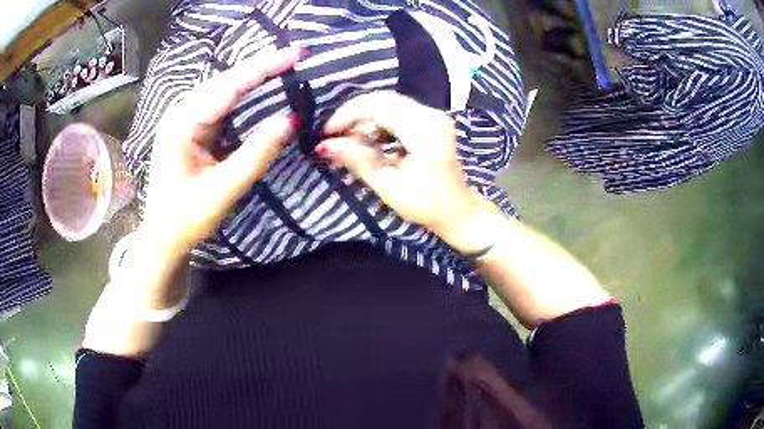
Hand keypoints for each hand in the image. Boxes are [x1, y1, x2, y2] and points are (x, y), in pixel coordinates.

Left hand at [142, 45, 299, 257]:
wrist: (162, 238)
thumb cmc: (185, 219)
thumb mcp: (221, 191)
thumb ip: (255, 155)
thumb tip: (290, 120)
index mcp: (182, 124)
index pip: (228, 87)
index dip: (264, 67)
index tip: (295, 53)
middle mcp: (181, 114)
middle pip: (226, 81)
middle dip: (261, 67)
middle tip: (295, 56)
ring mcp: (185, 120)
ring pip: (224, 90)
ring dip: (254, 79)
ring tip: (284, 66)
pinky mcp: (192, 130)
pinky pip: (222, 106)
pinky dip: (244, 97)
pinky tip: (262, 90)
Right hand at [318, 92, 495, 249]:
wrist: (458, 210)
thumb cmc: (427, 204)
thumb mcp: (389, 185)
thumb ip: (358, 160)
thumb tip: (324, 146)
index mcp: (424, 127)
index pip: (377, 107)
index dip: (347, 116)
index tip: (326, 133)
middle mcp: (430, 113)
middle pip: (382, 100)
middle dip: (353, 115)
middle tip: (335, 136)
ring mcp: (431, 115)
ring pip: (388, 104)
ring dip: (365, 119)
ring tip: (350, 141)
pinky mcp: (429, 122)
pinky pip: (396, 112)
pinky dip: (378, 123)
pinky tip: (368, 140)